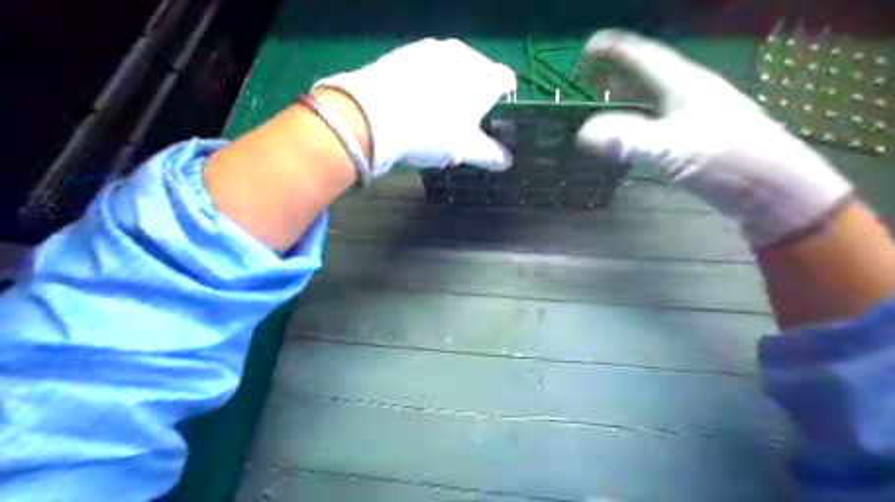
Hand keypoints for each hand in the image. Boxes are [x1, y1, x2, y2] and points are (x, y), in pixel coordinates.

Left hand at [313, 38, 513, 175]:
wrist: (373, 115)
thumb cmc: (431, 132)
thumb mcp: (464, 150)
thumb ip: (489, 155)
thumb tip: (506, 162)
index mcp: (485, 77)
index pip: (507, 81)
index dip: (504, 99)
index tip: (493, 117)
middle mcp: (463, 55)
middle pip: (479, 72)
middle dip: (475, 94)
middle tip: (463, 121)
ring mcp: (433, 49)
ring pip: (451, 67)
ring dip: (451, 86)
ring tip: (435, 112)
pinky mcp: (406, 51)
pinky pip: (426, 66)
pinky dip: (427, 80)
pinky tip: (413, 101)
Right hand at [574, 27, 851, 246]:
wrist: (775, 192)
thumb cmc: (730, 162)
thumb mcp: (676, 149)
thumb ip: (630, 139)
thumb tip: (584, 133)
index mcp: (687, 86)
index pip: (645, 56)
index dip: (615, 49)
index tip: (587, 49)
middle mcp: (692, 94)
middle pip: (650, 74)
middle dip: (619, 72)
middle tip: (592, 77)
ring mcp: (698, 116)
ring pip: (656, 97)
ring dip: (629, 96)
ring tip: (607, 101)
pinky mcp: (699, 139)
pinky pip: (661, 120)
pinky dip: (640, 120)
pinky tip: (634, 132)